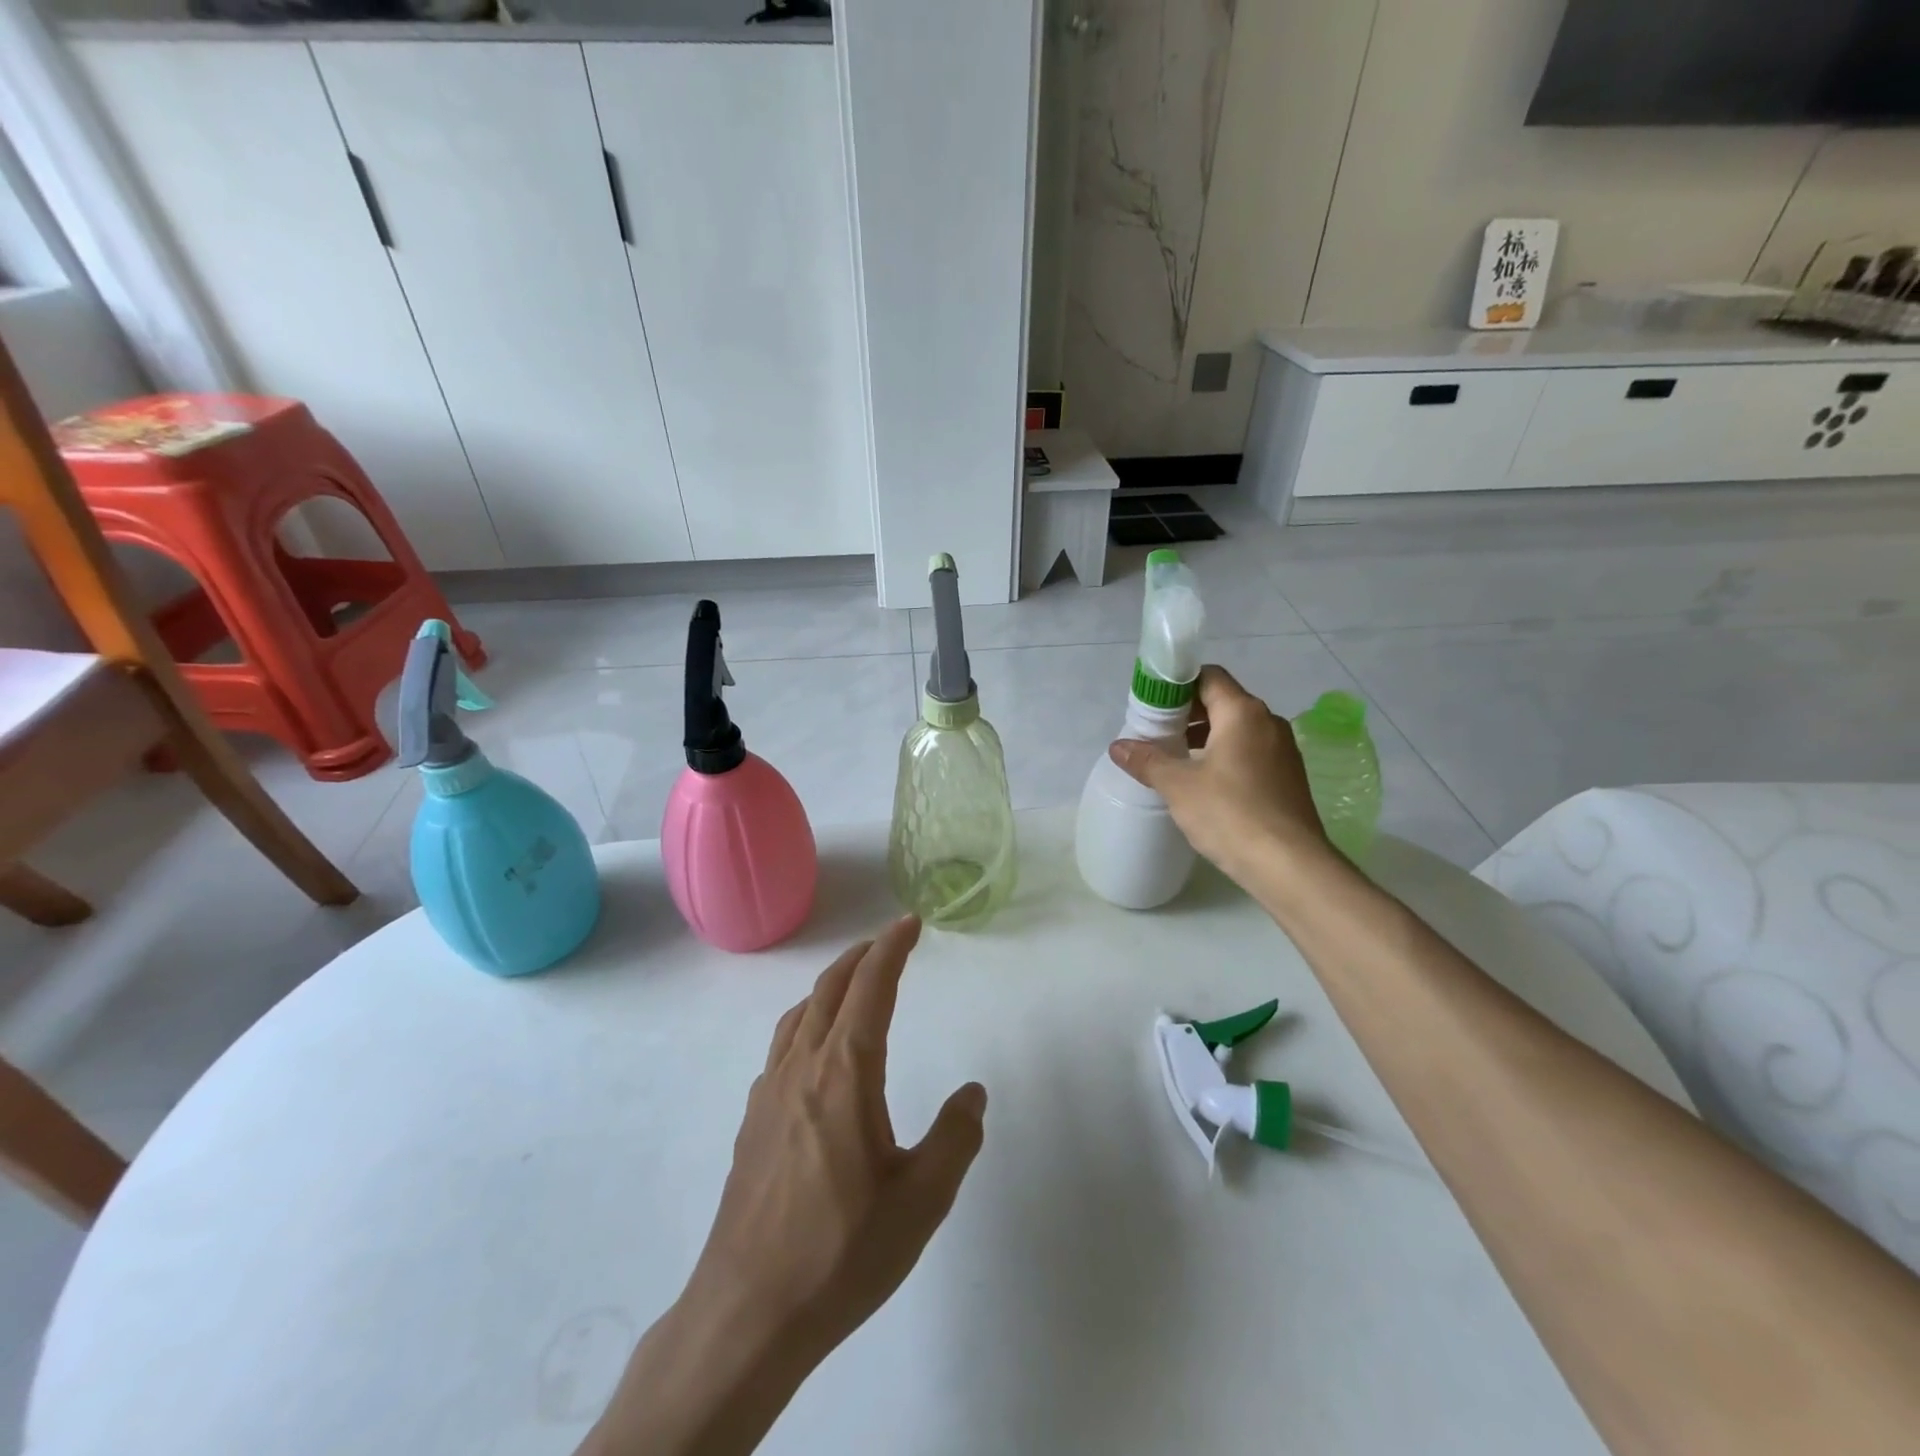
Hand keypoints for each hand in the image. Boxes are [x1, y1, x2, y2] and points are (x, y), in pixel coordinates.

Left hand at [688, 915, 985, 1359]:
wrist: (747, 1312)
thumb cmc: (841, 1252)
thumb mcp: (921, 1201)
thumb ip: (955, 1138)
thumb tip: (972, 1093)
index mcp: (845, 1072)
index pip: (871, 987)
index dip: (892, 947)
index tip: (910, 923)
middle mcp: (803, 1066)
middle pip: (830, 988)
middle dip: (862, 956)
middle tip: (889, 941)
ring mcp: (770, 1092)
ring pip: (800, 1013)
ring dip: (831, 984)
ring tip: (854, 982)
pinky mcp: (752, 1121)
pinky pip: (782, 1045)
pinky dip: (806, 1020)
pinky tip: (815, 1051)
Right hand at [1108, 664, 1329, 882]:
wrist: (1289, 866)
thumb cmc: (1230, 813)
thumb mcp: (1178, 786)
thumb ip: (1147, 760)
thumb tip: (1118, 747)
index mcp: (1243, 712)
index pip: (1208, 676)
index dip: (1177, 684)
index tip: (1151, 704)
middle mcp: (1268, 722)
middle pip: (1222, 701)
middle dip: (1187, 713)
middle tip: (1156, 733)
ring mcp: (1283, 750)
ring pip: (1237, 729)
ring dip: (1205, 736)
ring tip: (1175, 759)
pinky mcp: (1288, 777)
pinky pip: (1250, 752)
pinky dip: (1224, 756)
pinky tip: (1204, 783)